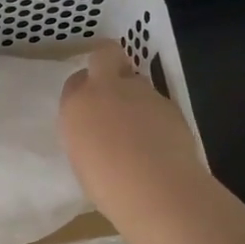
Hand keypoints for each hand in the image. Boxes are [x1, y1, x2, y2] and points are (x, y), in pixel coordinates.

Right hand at [59, 41, 205, 214]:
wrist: (155, 189)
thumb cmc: (107, 185)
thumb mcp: (82, 158)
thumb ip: (87, 133)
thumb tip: (100, 130)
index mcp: (76, 104)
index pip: (75, 80)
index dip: (84, 89)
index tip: (90, 106)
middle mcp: (105, 89)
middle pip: (105, 55)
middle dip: (108, 62)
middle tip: (113, 87)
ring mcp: (140, 91)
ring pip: (136, 81)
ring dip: (136, 97)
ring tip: (141, 130)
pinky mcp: (168, 102)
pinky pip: (157, 102)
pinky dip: (157, 116)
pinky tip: (160, 142)